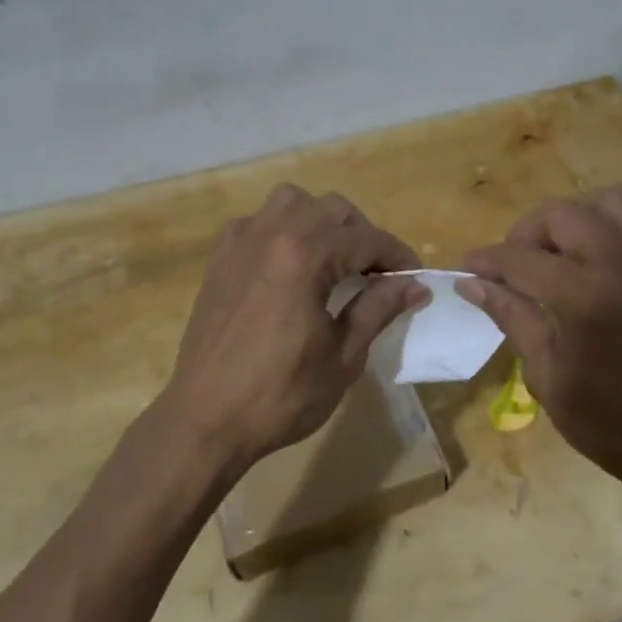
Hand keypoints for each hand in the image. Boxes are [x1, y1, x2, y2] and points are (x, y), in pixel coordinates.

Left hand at [151, 184, 426, 474]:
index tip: (415, 278)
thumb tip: (414, 285)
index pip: (367, 240)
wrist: (205, 419)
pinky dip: (282, 228)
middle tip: (377, 274)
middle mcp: (271, 234)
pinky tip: (289, 264)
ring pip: (293, 202)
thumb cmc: (281, 395)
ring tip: (334, 259)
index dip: (398, 257)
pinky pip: (258, 221)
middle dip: (363, 236)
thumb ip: (379, 309)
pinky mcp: (220, 258)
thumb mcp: (343, 357)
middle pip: (333, 210)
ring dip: (322, 221)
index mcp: (304, 258)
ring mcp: (240, 242)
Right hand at [459, 187, 621, 513]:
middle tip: (513, 269)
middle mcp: (619, 264)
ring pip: (604, 203)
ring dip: (571, 222)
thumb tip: (472, 284)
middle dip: (525, 234)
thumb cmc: (610, 422)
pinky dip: (604, 233)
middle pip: (560, 214)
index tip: (465, 268)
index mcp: (582, 296)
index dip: (485, 261)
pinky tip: (591, 271)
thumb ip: (512, 318)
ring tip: (556, 259)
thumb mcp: (547, 376)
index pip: (519, 258)